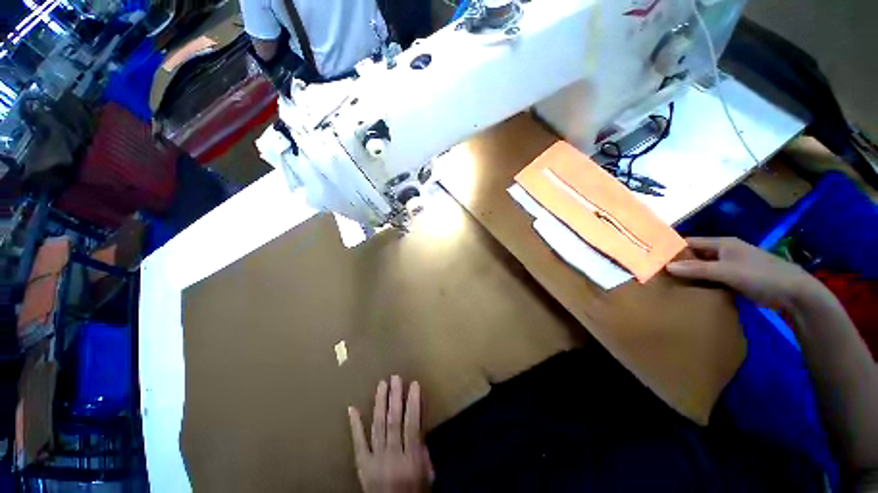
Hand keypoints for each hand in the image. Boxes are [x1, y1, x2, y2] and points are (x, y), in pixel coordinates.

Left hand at [348, 376, 432, 492]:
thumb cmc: (414, 491)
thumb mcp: (426, 472)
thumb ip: (423, 446)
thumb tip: (420, 418)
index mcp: (410, 460)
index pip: (413, 425)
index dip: (414, 403)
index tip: (414, 384)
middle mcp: (392, 457)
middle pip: (393, 422)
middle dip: (395, 398)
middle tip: (395, 377)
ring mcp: (375, 460)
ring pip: (377, 427)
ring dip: (379, 404)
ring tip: (382, 384)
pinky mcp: (362, 465)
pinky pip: (358, 443)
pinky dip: (355, 425)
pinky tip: (352, 408)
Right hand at [666, 237, 824, 309]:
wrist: (794, 294)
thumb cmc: (760, 275)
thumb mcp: (727, 272)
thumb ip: (697, 269)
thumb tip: (666, 267)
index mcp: (723, 244)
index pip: (690, 242)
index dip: (673, 249)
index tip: (655, 258)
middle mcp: (725, 252)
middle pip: (696, 255)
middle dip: (679, 263)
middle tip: (659, 273)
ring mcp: (731, 266)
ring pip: (704, 268)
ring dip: (691, 275)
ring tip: (670, 283)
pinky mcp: (736, 279)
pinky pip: (713, 279)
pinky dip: (703, 284)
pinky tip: (692, 291)